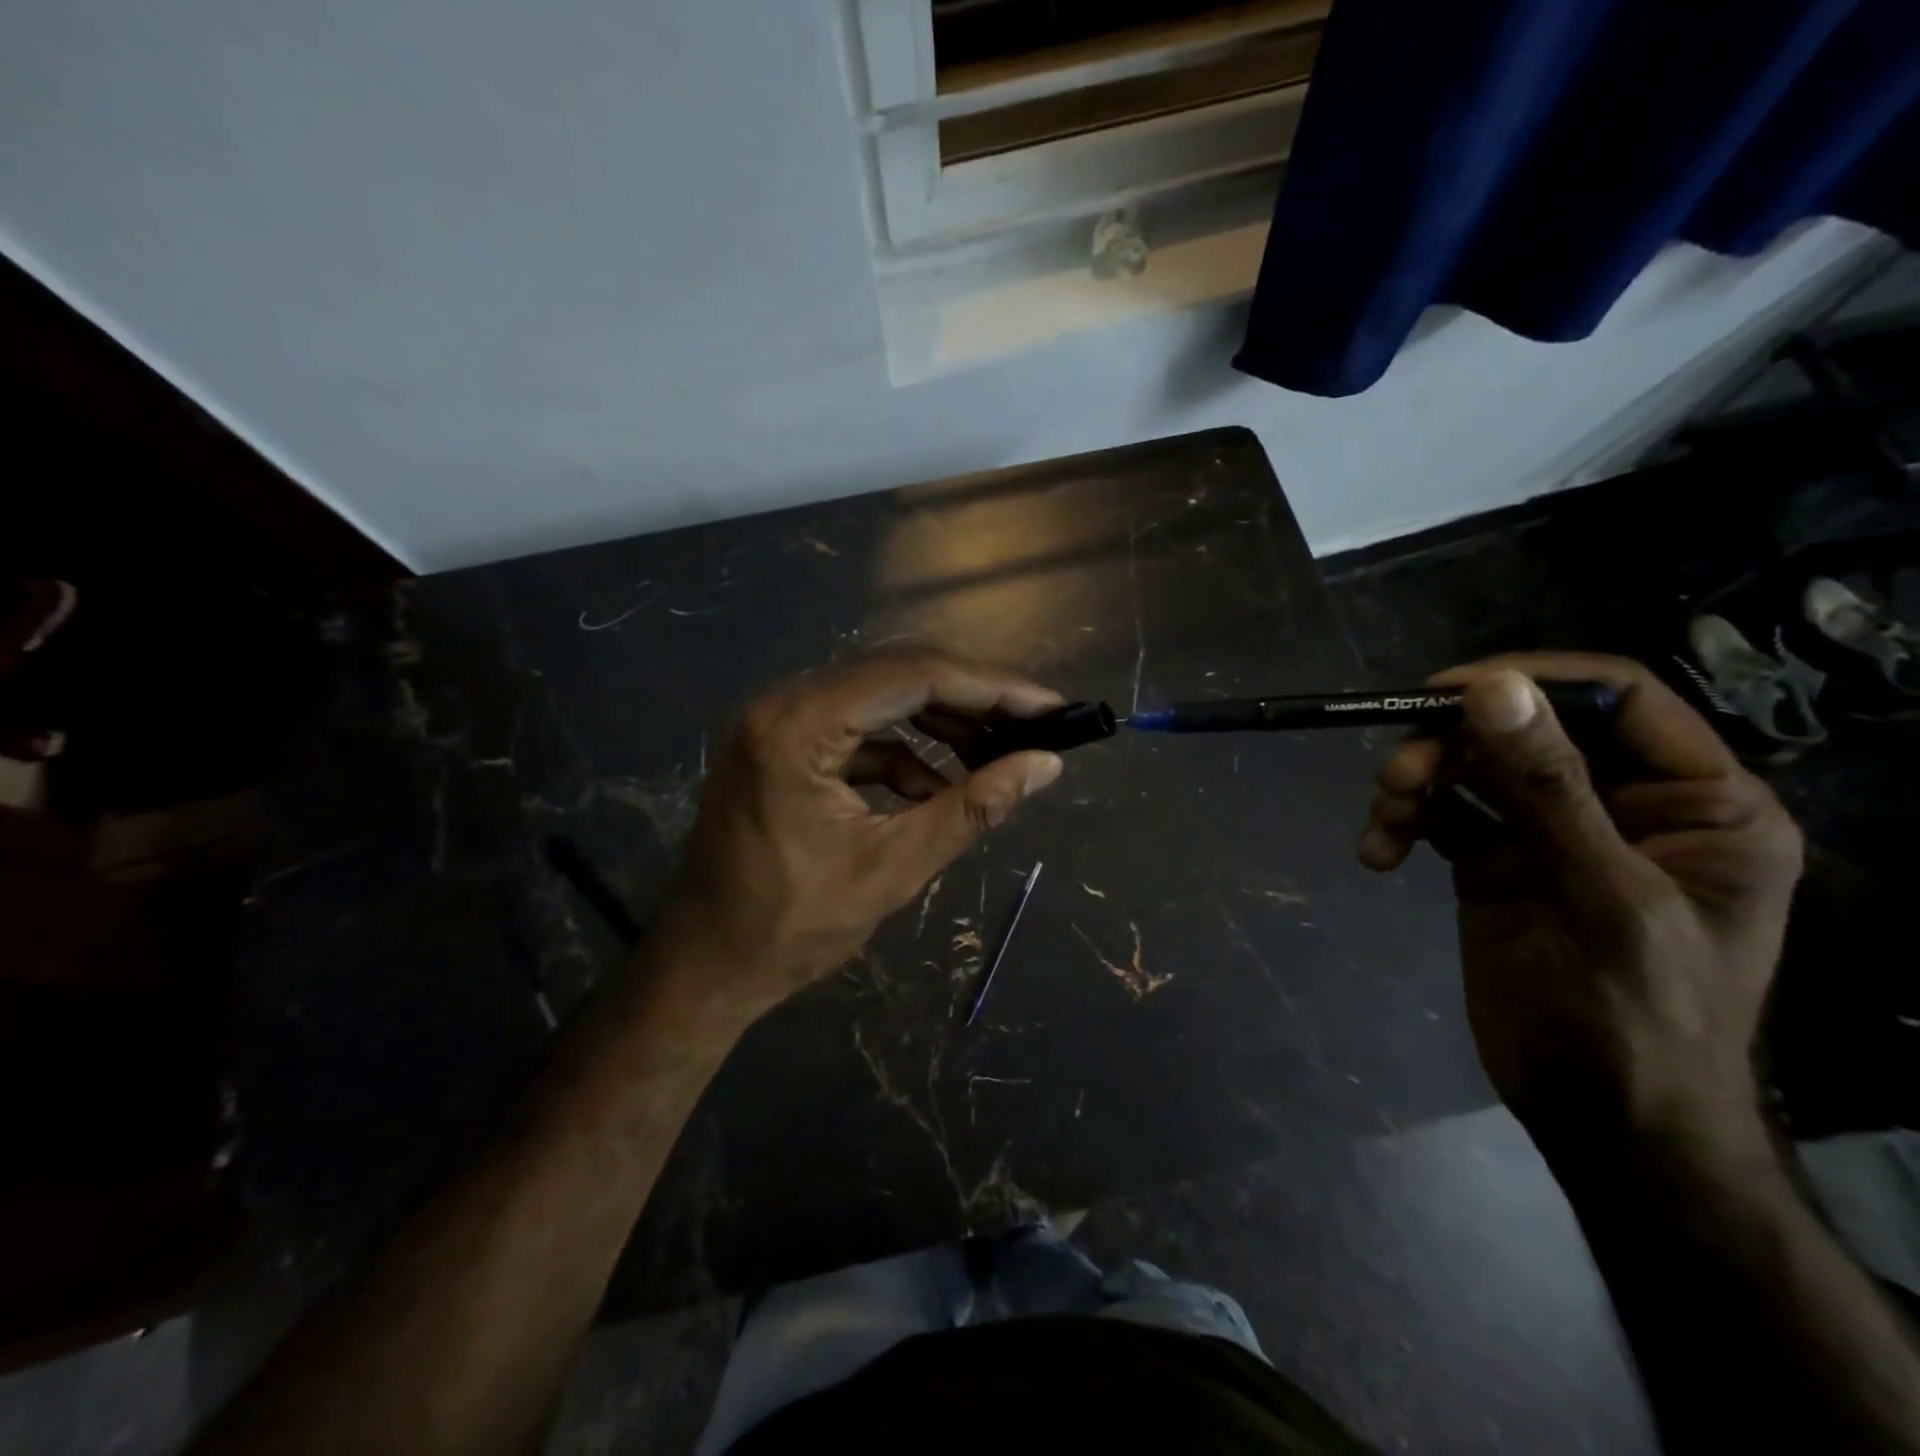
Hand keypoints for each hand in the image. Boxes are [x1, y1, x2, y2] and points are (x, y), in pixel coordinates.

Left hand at [660, 649, 1065, 1017]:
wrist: (706, 965)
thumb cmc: (792, 927)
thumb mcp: (894, 868)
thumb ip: (972, 809)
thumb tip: (1044, 766)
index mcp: (799, 727)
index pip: (913, 675)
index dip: (991, 686)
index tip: (1050, 707)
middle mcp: (784, 704)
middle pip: (897, 674)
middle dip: (972, 699)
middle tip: (1033, 725)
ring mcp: (780, 722)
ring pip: (881, 697)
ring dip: (941, 723)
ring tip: (998, 754)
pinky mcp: (785, 745)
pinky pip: (860, 730)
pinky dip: (905, 753)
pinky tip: (939, 788)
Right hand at [1358, 653, 1802, 1147]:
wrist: (1601, 1117)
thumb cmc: (1638, 1017)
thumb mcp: (1603, 895)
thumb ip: (1550, 788)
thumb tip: (1491, 688)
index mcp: (1696, 802)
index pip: (1617, 700)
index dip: (1531, 681)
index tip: (1442, 690)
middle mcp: (1621, 805)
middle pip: (1523, 731)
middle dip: (1451, 745)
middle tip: (1395, 776)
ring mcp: (1549, 834)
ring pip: (1470, 770)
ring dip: (1417, 782)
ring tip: (1384, 816)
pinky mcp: (1493, 863)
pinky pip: (1439, 816)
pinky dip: (1402, 825)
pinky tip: (1378, 854)